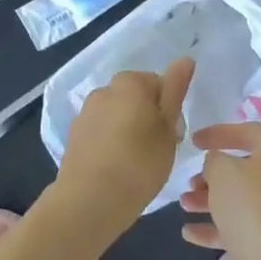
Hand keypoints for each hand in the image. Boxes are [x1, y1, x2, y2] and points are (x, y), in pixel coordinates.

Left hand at [57, 57, 196, 221]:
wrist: (90, 200)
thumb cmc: (140, 163)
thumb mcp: (168, 128)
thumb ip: (175, 91)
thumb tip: (185, 59)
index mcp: (130, 83)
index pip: (159, 83)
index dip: (170, 109)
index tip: (173, 135)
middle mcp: (104, 90)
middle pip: (135, 97)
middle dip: (147, 116)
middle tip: (158, 149)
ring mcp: (86, 112)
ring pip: (117, 114)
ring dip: (128, 129)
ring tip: (136, 162)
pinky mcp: (74, 135)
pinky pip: (101, 131)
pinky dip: (110, 142)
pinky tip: (116, 167)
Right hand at [179, 121, 260, 259]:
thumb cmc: (252, 206)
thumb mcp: (223, 171)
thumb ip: (214, 160)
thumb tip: (218, 164)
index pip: (248, 132)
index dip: (219, 133)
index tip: (193, 141)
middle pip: (244, 169)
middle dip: (212, 175)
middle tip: (190, 181)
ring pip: (240, 200)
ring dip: (209, 200)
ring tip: (184, 204)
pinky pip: (240, 227)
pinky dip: (215, 228)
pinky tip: (189, 233)